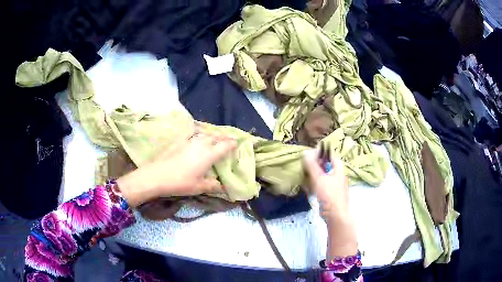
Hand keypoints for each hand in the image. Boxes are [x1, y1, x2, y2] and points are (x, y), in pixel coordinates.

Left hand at [117, 134, 236, 206]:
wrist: (157, 175)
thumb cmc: (180, 182)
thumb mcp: (199, 187)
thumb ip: (214, 186)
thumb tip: (224, 188)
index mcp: (209, 154)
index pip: (225, 145)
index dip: (232, 143)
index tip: (237, 143)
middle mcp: (201, 144)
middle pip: (215, 136)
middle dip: (223, 137)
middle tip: (227, 140)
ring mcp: (189, 140)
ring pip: (204, 134)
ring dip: (211, 135)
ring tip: (214, 139)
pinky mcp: (179, 141)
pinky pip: (193, 134)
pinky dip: (199, 134)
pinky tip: (196, 138)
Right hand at [303, 149, 357, 257]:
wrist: (335, 215)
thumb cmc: (329, 195)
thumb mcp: (319, 178)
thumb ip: (312, 166)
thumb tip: (305, 151)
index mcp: (339, 170)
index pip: (331, 156)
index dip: (322, 154)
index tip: (310, 155)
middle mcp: (339, 176)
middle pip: (327, 167)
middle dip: (316, 166)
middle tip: (306, 166)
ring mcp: (336, 186)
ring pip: (324, 177)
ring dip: (315, 176)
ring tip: (305, 176)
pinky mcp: (331, 195)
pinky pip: (323, 186)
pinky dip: (316, 185)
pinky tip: (310, 188)